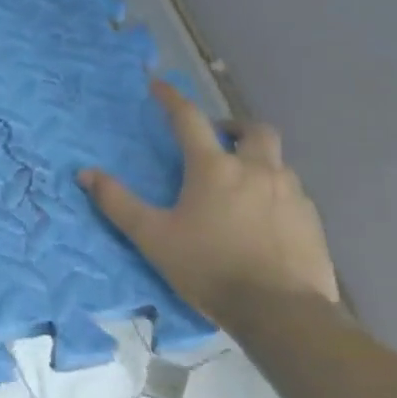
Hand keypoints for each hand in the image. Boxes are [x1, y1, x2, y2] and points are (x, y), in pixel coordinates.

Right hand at [79, 80, 338, 325]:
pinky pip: (291, 191)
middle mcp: (255, 170)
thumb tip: (85, 173)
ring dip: (255, 160)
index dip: (171, 98)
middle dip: (233, 126)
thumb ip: (117, 203)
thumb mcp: (152, 237)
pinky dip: (273, 190)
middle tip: (217, 139)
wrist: (281, 312)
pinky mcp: (311, 220)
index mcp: (213, 168)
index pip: (189, 119)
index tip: (159, 84)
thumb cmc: (209, 268)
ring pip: (276, 160)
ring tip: (238, 182)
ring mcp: (290, 193)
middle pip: (253, 130)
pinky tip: (261, 216)